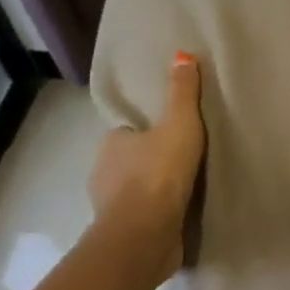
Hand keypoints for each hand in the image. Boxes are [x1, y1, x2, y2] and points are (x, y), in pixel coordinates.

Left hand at [88, 53, 205, 277]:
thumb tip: (182, 55)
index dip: (148, 133)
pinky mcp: (123, 235)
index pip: (129, 133)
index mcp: (111, 143)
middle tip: (184, 164)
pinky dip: (155, 217)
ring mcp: (110, 207)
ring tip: (186, 192)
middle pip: (130, 162)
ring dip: (153, 193)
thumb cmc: (159, 173)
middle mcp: (103, 173)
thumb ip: (182, 93)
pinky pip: (141, 218)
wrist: (145, 234)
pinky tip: (177, 217)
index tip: (171, 138)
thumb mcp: (179, 124)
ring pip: (133, 192)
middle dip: (150, 164)